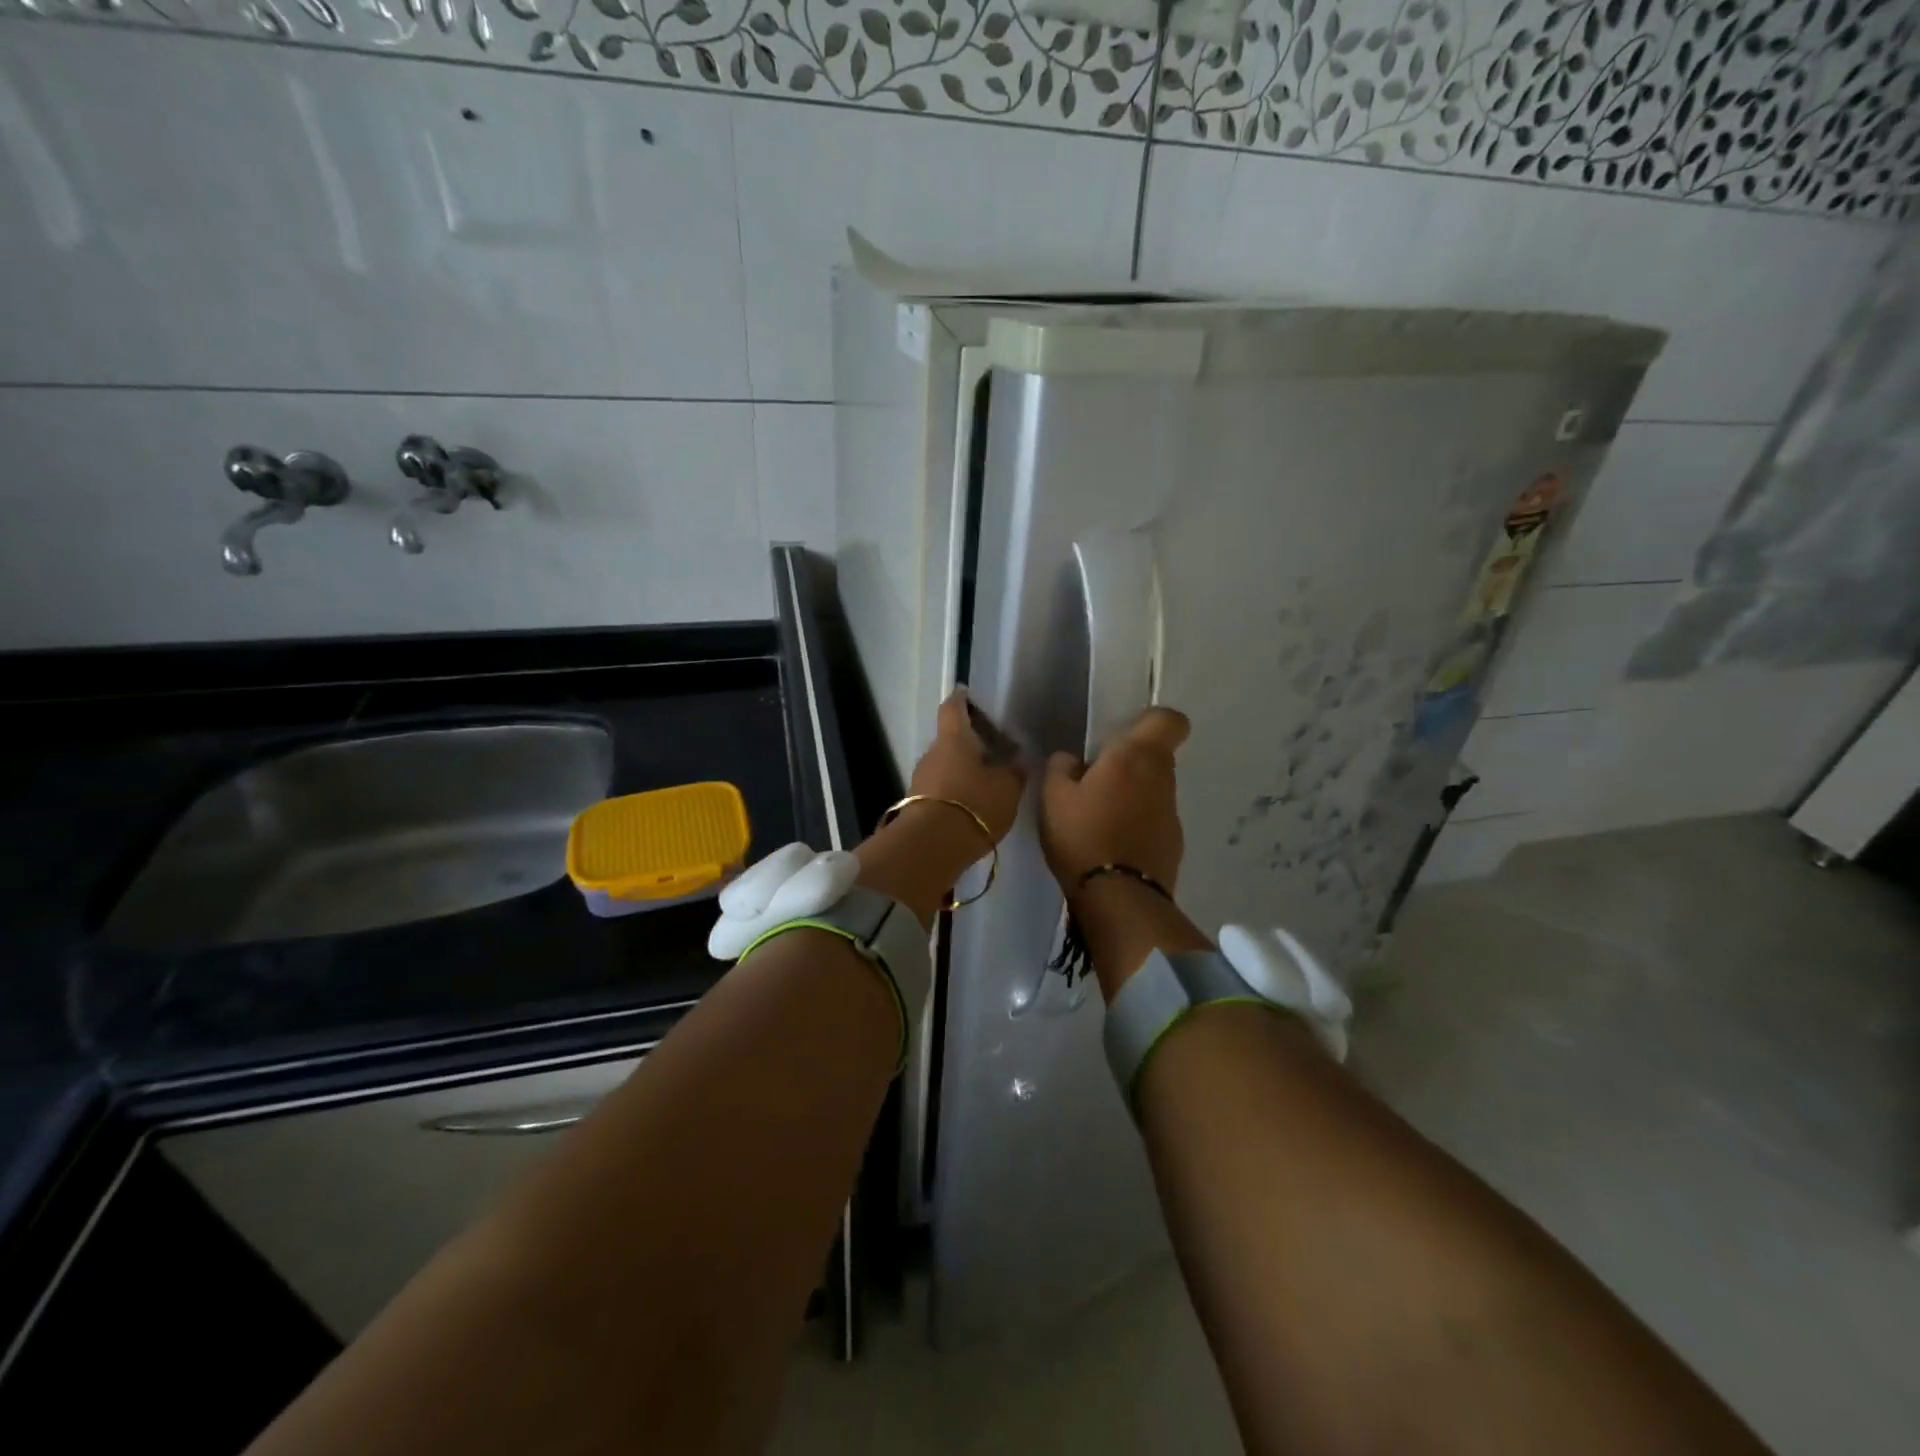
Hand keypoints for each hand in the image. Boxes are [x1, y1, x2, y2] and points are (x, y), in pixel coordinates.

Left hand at [905, 688, 1025, 844]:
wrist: (932, 846)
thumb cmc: (974, 805)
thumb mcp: (1007, 788)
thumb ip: (1014, 772)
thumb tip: (1017, 760)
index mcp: (954, 739)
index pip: (953, 708)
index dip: (961, 699)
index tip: (968, 694)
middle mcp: (932, 753)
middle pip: (950, 740)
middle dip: (969, 743)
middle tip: (993, 750)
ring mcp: (920, 779)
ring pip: (944, 766)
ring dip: (962, 770)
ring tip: (987, 781)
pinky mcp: (916, 804)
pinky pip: (939, 789)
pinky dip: (955, 791)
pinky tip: (972, 804)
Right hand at [1039, 707, 1190, 892]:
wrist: (1119, 898)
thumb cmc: (1083, 835)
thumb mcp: (1053, 796)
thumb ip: (1061, 767)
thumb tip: (1071, 759)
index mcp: (1136, 756)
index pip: (1169, 720)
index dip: (1150, 721)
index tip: (1123, 734)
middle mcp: (1162, 778)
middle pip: (1156, 755)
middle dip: (1130, 761)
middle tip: (1094, 779)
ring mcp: (1171, 813)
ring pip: (1154, 789)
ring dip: (1132, 794)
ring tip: (1098, 816)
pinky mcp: (1174, 843)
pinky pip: (1153, 819)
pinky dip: (1137, 823)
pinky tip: (1111, 843)